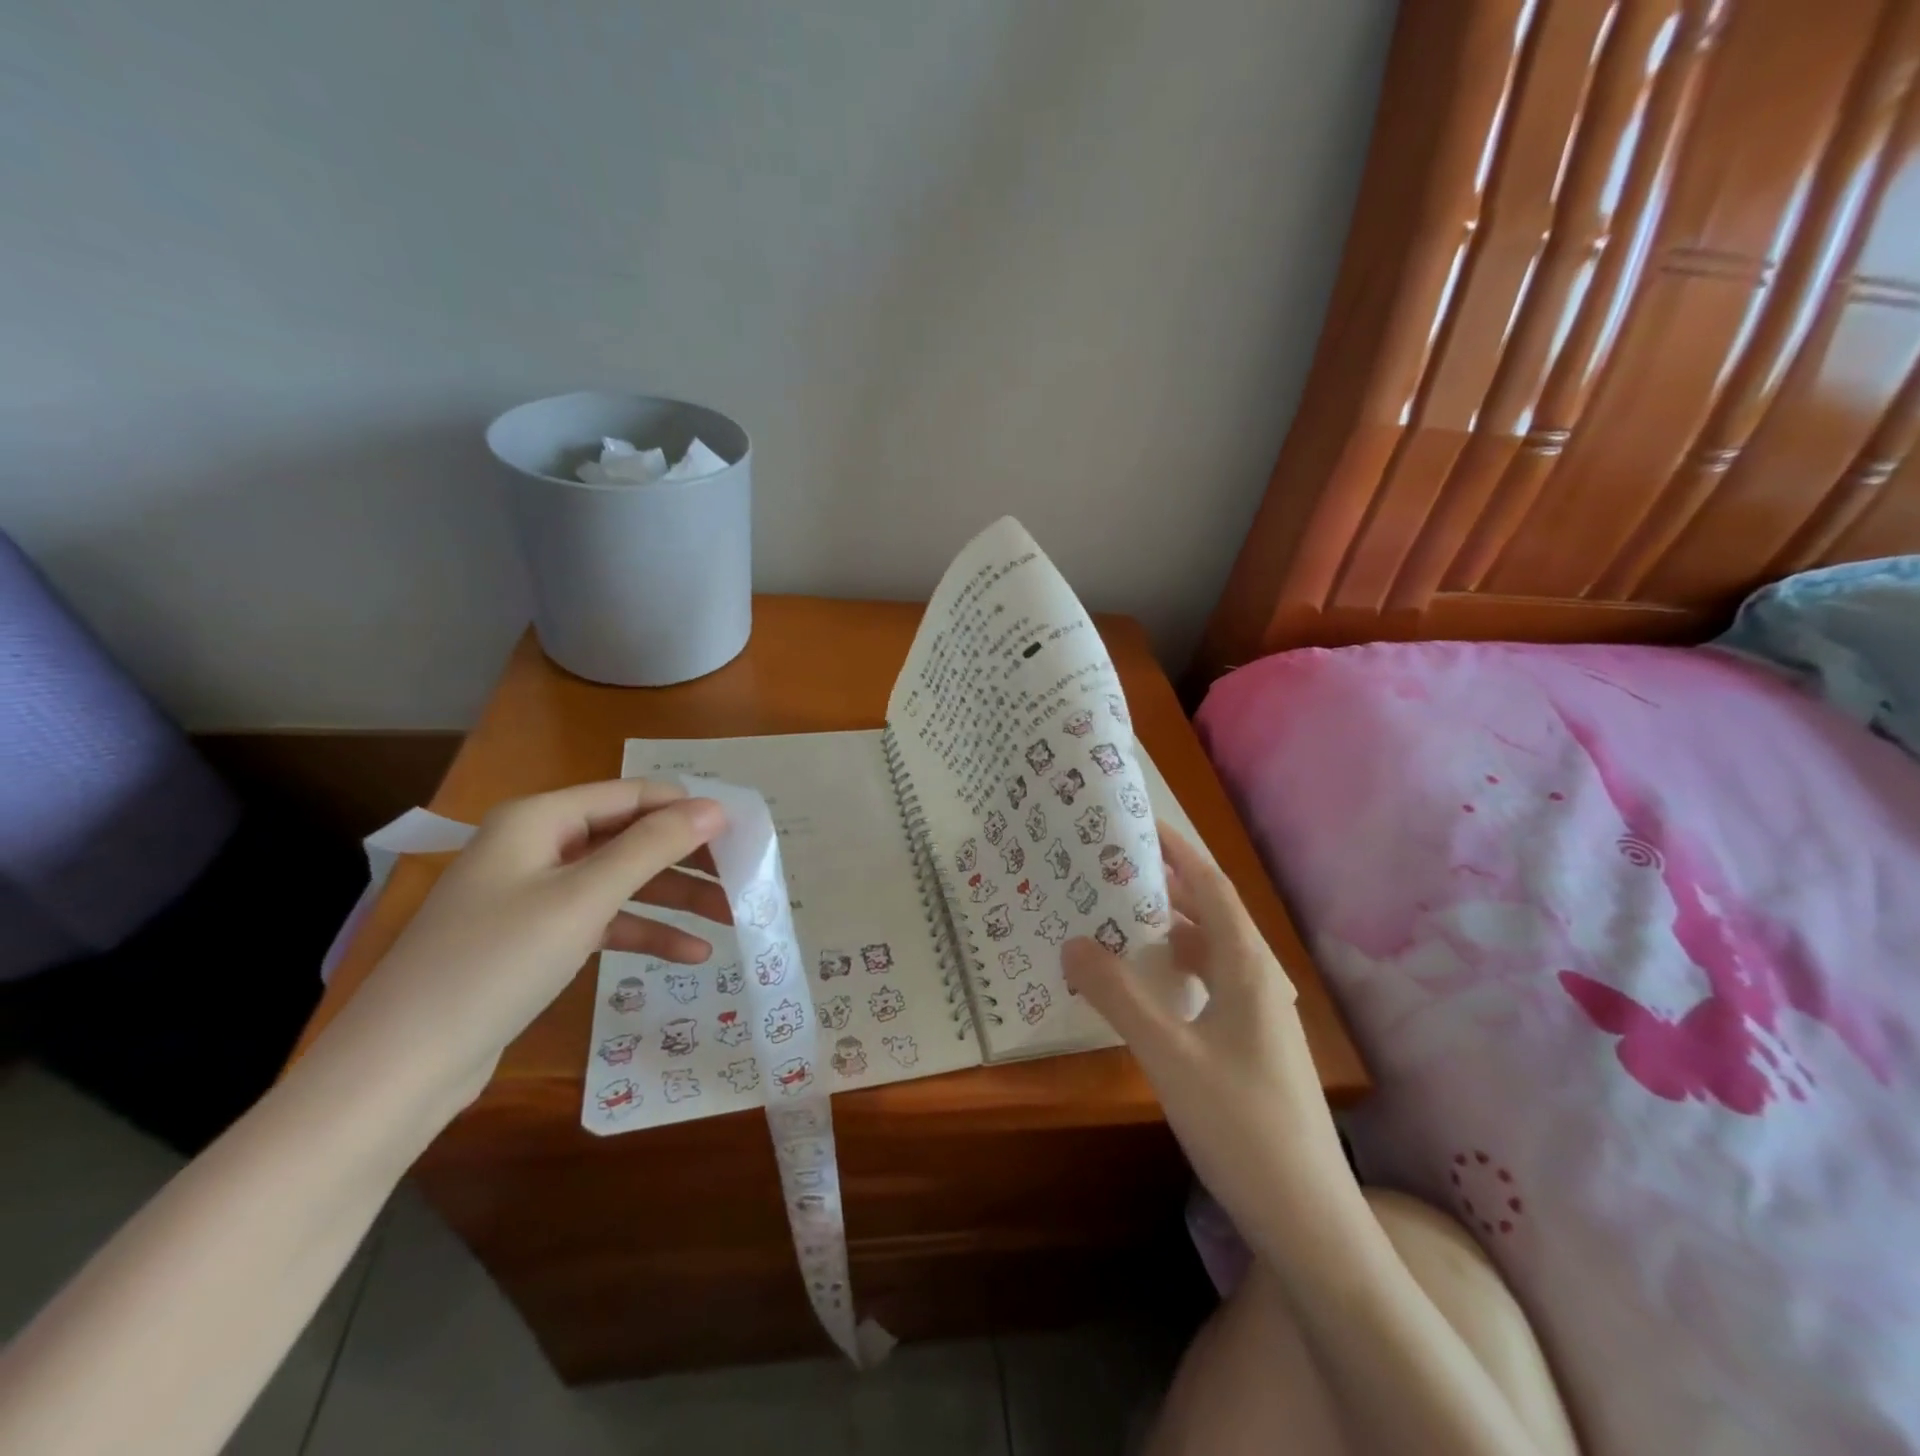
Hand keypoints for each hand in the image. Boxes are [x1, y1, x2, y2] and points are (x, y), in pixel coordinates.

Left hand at [313, 779, 728, 1118]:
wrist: (402, 1067)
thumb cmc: (497, 962)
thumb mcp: (584, 897)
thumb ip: (652, 846)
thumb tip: (716, 808)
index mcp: (540, 818)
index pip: (634, 795)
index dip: (689, 809)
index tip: (744, 832)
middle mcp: (538, 846)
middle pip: (631, 838)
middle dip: (687, 858)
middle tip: (743, 878)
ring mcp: (536, 894)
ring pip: (622, 881)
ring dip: (675, 898)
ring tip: (731, 919)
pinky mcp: (537, 938)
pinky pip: (604, 920)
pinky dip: (645, 932)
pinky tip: (691, 954)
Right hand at [1062, 823, 1353, 1230]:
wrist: (1307, 1216)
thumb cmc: (1240, 1123)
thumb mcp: (1167, 1054)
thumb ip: (1118, 994)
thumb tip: (1071, 942)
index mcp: (1246, 965)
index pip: (1210, 885)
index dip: (1177, 850)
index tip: (1137, 822)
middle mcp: (1257, 978)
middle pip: (1208, 914)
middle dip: (1163, 887)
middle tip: (1109, 870)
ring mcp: (1258, 1015)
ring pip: (1207, 952)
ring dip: (1166, 931)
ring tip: (1116, 920)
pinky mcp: (1251, 1045)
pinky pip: (1208, 986)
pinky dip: (1174, 972)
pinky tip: (1145, 988)